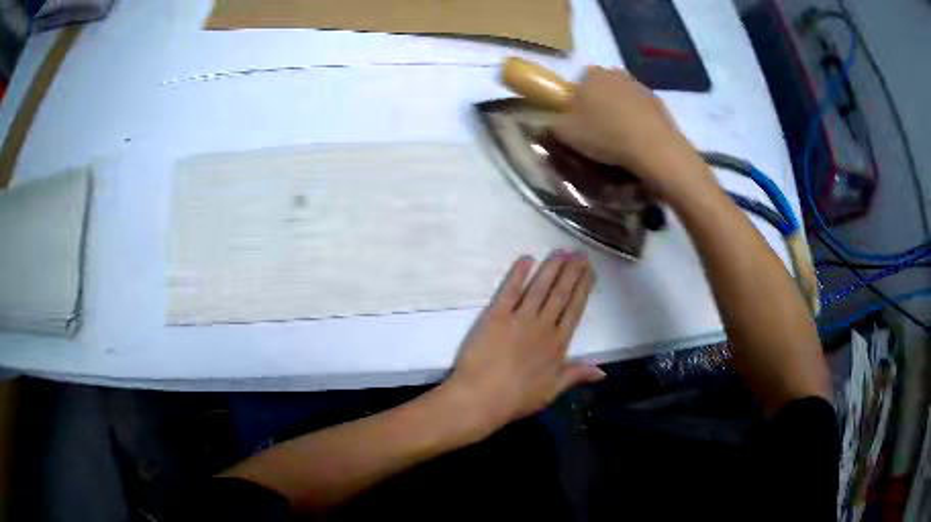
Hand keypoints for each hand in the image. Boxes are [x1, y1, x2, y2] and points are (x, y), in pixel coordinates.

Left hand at [446, 250, 602, 432]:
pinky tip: (527, 258)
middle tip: (579, 252)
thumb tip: (603, 370)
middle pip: (560, 293)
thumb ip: (576, 375)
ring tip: (560, 251)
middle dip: (571, 271)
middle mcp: (543, 326)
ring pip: (540, 287)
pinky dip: (518, 273)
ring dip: (551, 267)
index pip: (574, 309)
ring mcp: (519, 319)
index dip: (583, 288)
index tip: (589, 270)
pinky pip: (510, 290)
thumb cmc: (517, 399)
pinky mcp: (496, 316)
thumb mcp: (552, 391)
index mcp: (558, 345)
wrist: (481, 398)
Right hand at [552, 67, 709, 199]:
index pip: (578, 82)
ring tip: (619, 140)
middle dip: (598, 105)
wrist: (654, 148)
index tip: (577, 122)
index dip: (575, 102)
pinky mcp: (659, 103)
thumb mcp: (565, 133)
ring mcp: (640, 86)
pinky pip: (641, 111)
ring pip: (622, 99)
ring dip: (619, 113)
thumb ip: (550, 124)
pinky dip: (638, 122)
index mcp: (591, 74)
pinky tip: (637, 141)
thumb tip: (546, 122)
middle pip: (601, 89)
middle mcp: (615, 73)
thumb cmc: (604, 134)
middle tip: (597, 132)